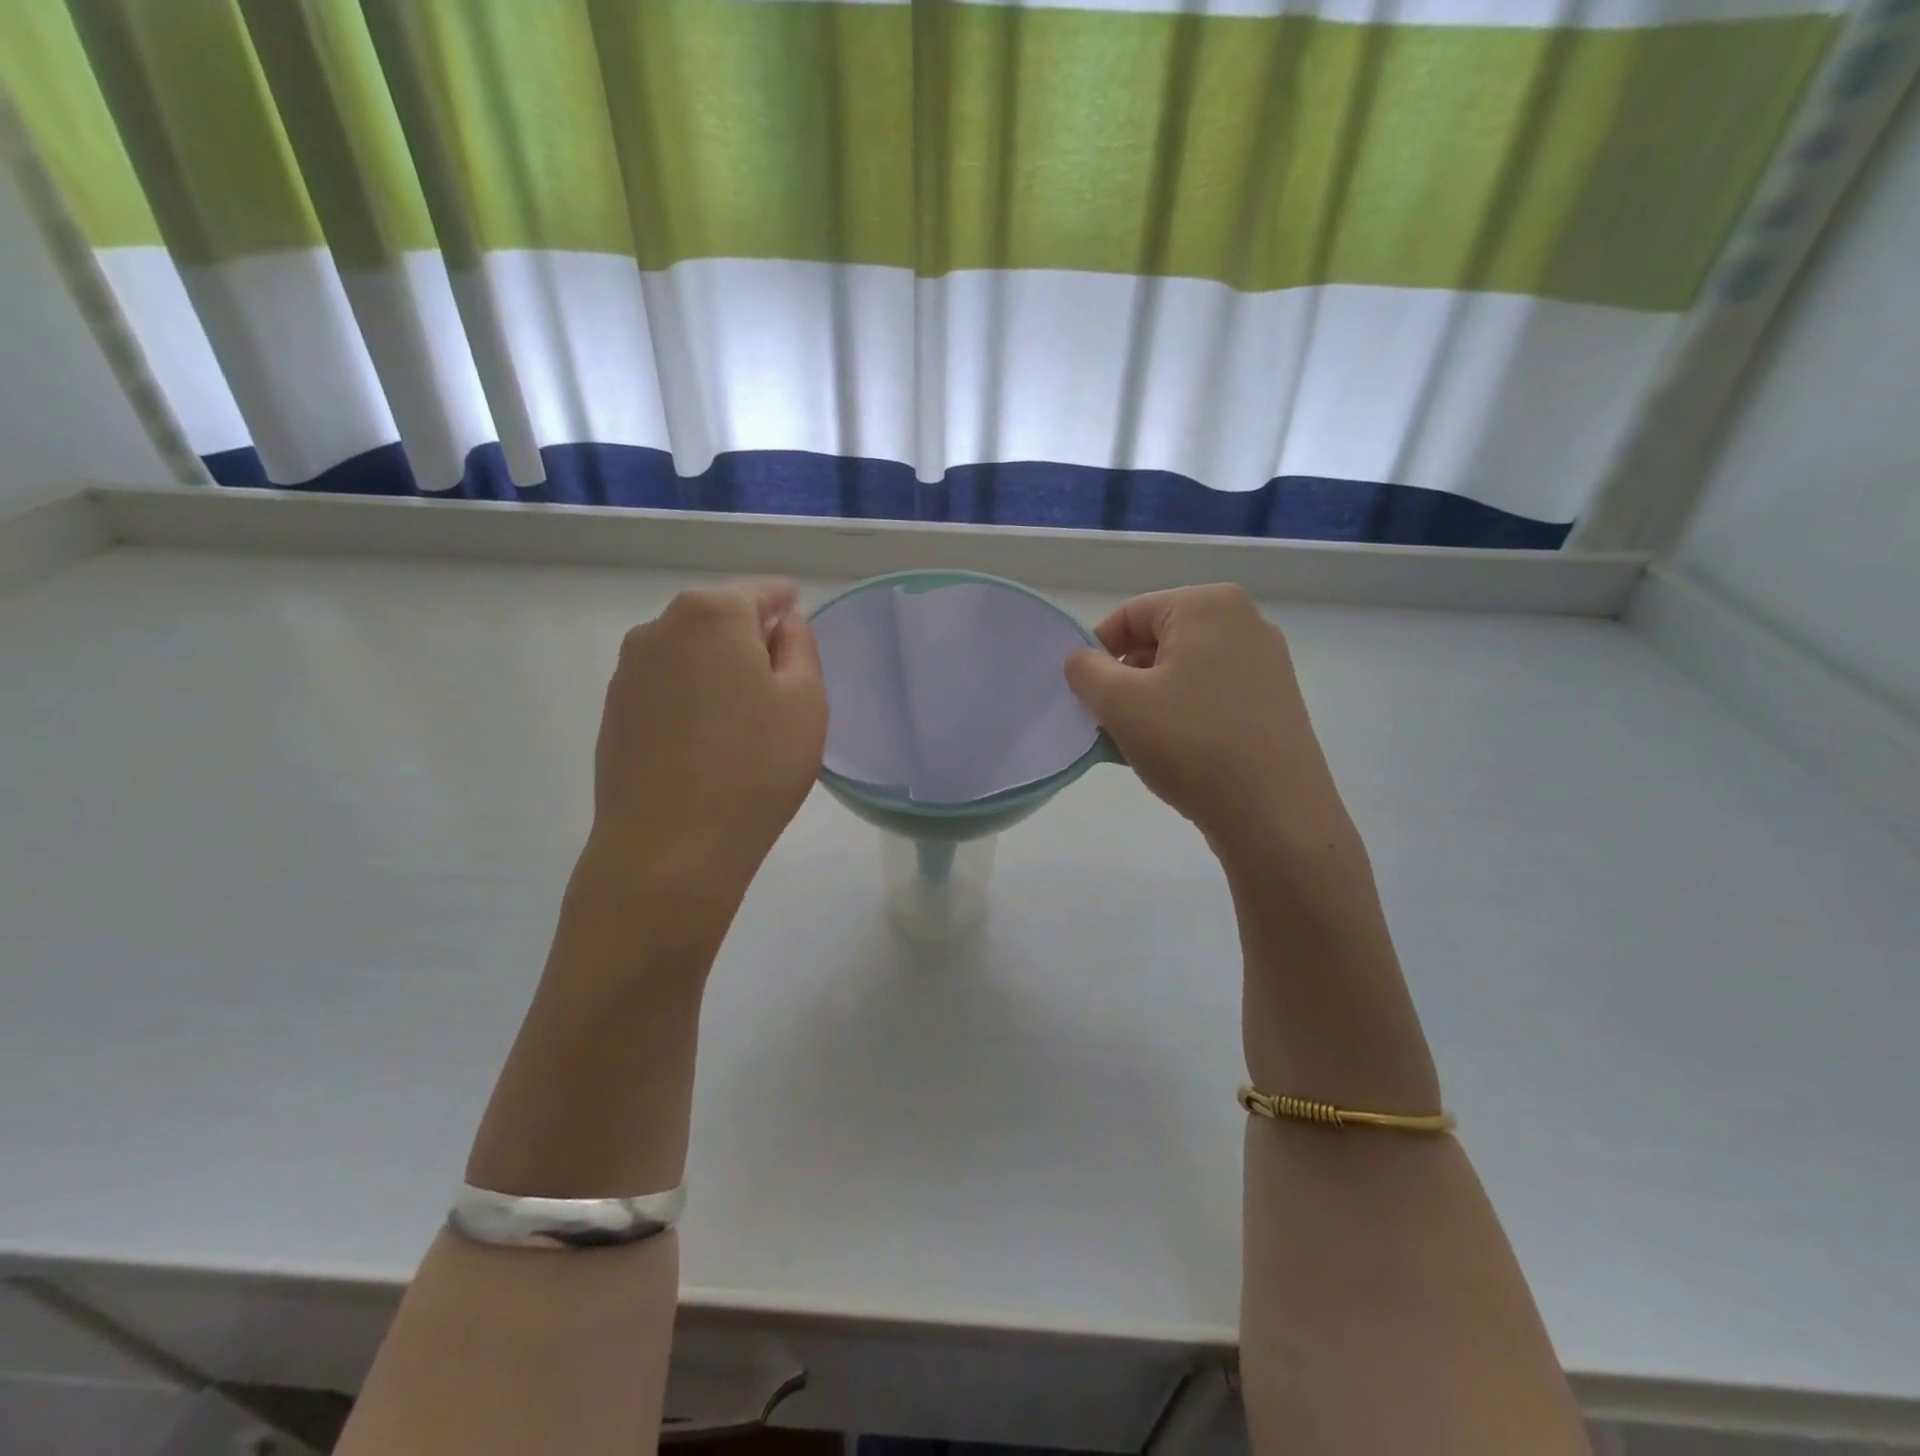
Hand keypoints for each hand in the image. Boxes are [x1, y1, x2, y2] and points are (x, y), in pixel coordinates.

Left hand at [580, 581, 826, 908]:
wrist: (669, 850)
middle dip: (750, 637)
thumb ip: (800, 647)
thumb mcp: (806, 700)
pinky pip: (666, 689)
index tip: (799, 613)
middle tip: (782, 679)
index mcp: (711, 614)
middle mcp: (659, 629)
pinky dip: (691, 698)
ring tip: (745, 716)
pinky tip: (708, 740)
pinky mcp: (613, 714)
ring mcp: (628, 672)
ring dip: (718, 669)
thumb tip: (781, 625)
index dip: (785, 601)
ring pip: (689, 654)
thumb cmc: (755, 767)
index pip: (759, 592)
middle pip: (718, 619)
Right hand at [1065, 585, 1351, 865]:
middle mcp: (1245, 621)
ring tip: (1137, 742)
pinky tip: (1174, 752)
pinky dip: (1184, 713)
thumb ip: (1086, 670)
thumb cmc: (1191, 744)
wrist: (1274, 814)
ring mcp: (1267, 662)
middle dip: (1125, 677)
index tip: (1083, 694)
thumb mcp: (1119, 703)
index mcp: (1208, 605)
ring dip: (1151, 699)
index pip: (1130, 615)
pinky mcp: (1276, 700)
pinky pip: (1212, 693)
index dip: (1096, 651)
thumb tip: (1083, 660)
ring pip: (1185, 669)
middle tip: (1107, 721)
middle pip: (1159, 639)